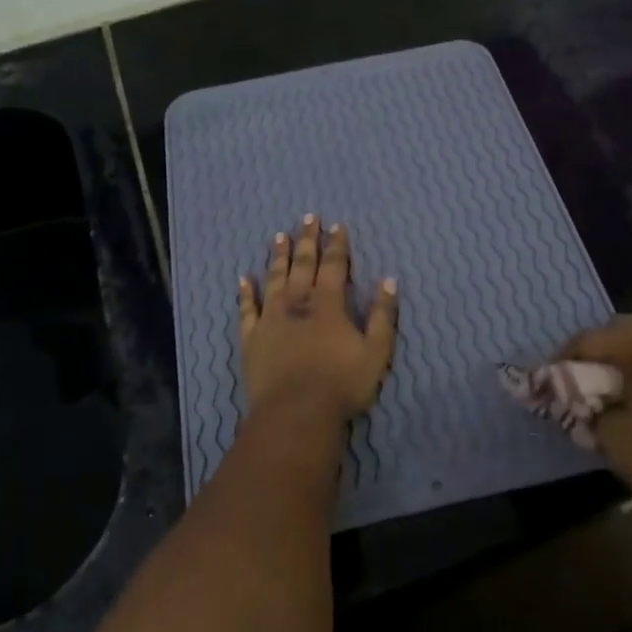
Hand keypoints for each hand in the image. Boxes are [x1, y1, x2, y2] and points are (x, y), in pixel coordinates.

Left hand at [239, 216, 397, 424]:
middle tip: (307, 218)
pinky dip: (246, 293)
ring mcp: (270, 319)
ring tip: (279, 236)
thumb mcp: (376, 352)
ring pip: (274, 279)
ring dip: (278, 257)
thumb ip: (382, 315)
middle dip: (307, 240)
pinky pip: (246, 309)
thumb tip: (388, 280)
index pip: (334, 266)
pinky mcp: (251, 338)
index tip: (337, 226)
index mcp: (328, 304)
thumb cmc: (341, 384)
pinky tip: (243, 278)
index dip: (337, 245)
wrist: (295, 413)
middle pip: (302, 264)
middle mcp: (297, 303)